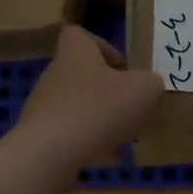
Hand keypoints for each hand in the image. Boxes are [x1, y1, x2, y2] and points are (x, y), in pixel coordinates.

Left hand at [6, 26, 163, 184]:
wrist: (49, 154)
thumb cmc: (98, 109)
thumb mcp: (143, 90)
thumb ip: (152, 83)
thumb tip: (150, 86)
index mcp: (76, 53)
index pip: (81, 35)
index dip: (104, 47)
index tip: (124, 68)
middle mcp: (55, 74)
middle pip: (83, 75)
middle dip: (108, 91)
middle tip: (132, 107)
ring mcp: (44, 106)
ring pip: (79, 107)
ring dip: (101, 119)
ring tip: (125, 136)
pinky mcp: (40, 136)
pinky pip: (70, 135)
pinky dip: (89, 143)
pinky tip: (107, 158)